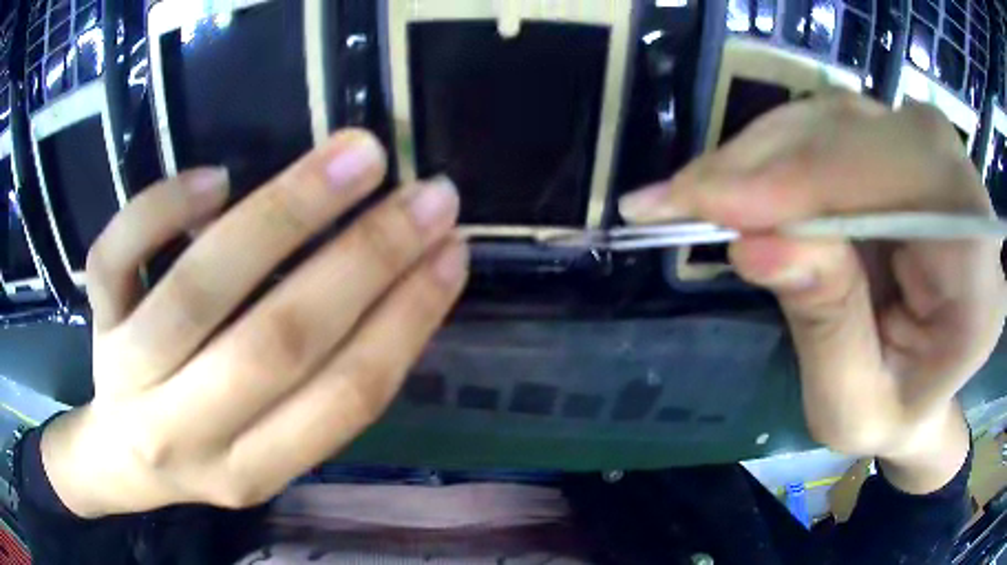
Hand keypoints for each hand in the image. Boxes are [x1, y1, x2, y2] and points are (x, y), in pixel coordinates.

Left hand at [41, 130, 467, 516]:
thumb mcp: (265, 452)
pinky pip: (114, 258)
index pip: (343, 398)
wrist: (123, 458)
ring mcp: (128, 372)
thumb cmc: (202, 448)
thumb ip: (318, 389)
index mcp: (251, 471)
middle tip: (427, 194)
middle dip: (364, 259)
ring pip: (199, 291)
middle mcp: (186, 432)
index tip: (453, 250)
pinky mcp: (96, 320)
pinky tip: (213, 177)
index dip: (407, 319)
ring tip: (356, 156)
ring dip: (284, 214)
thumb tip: (397, 288)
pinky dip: (161, 209)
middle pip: (277, 343)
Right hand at [620, 95, 1006, 492]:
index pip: (917, 184)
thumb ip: (825, 327)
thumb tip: (756, 241)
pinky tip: (734, 184)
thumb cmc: (892, 414)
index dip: (822, 180)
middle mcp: (965, 200)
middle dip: (774, 161)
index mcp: (977, 281)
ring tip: (698, 196)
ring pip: (840, 119)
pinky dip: (775, 150)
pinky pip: (831, 127)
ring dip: (763, 152)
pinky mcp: (900, 151)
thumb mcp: (851, 407)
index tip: (723, 209)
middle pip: (871, 134)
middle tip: (683, 198)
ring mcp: (934, 163)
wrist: (921, 390)